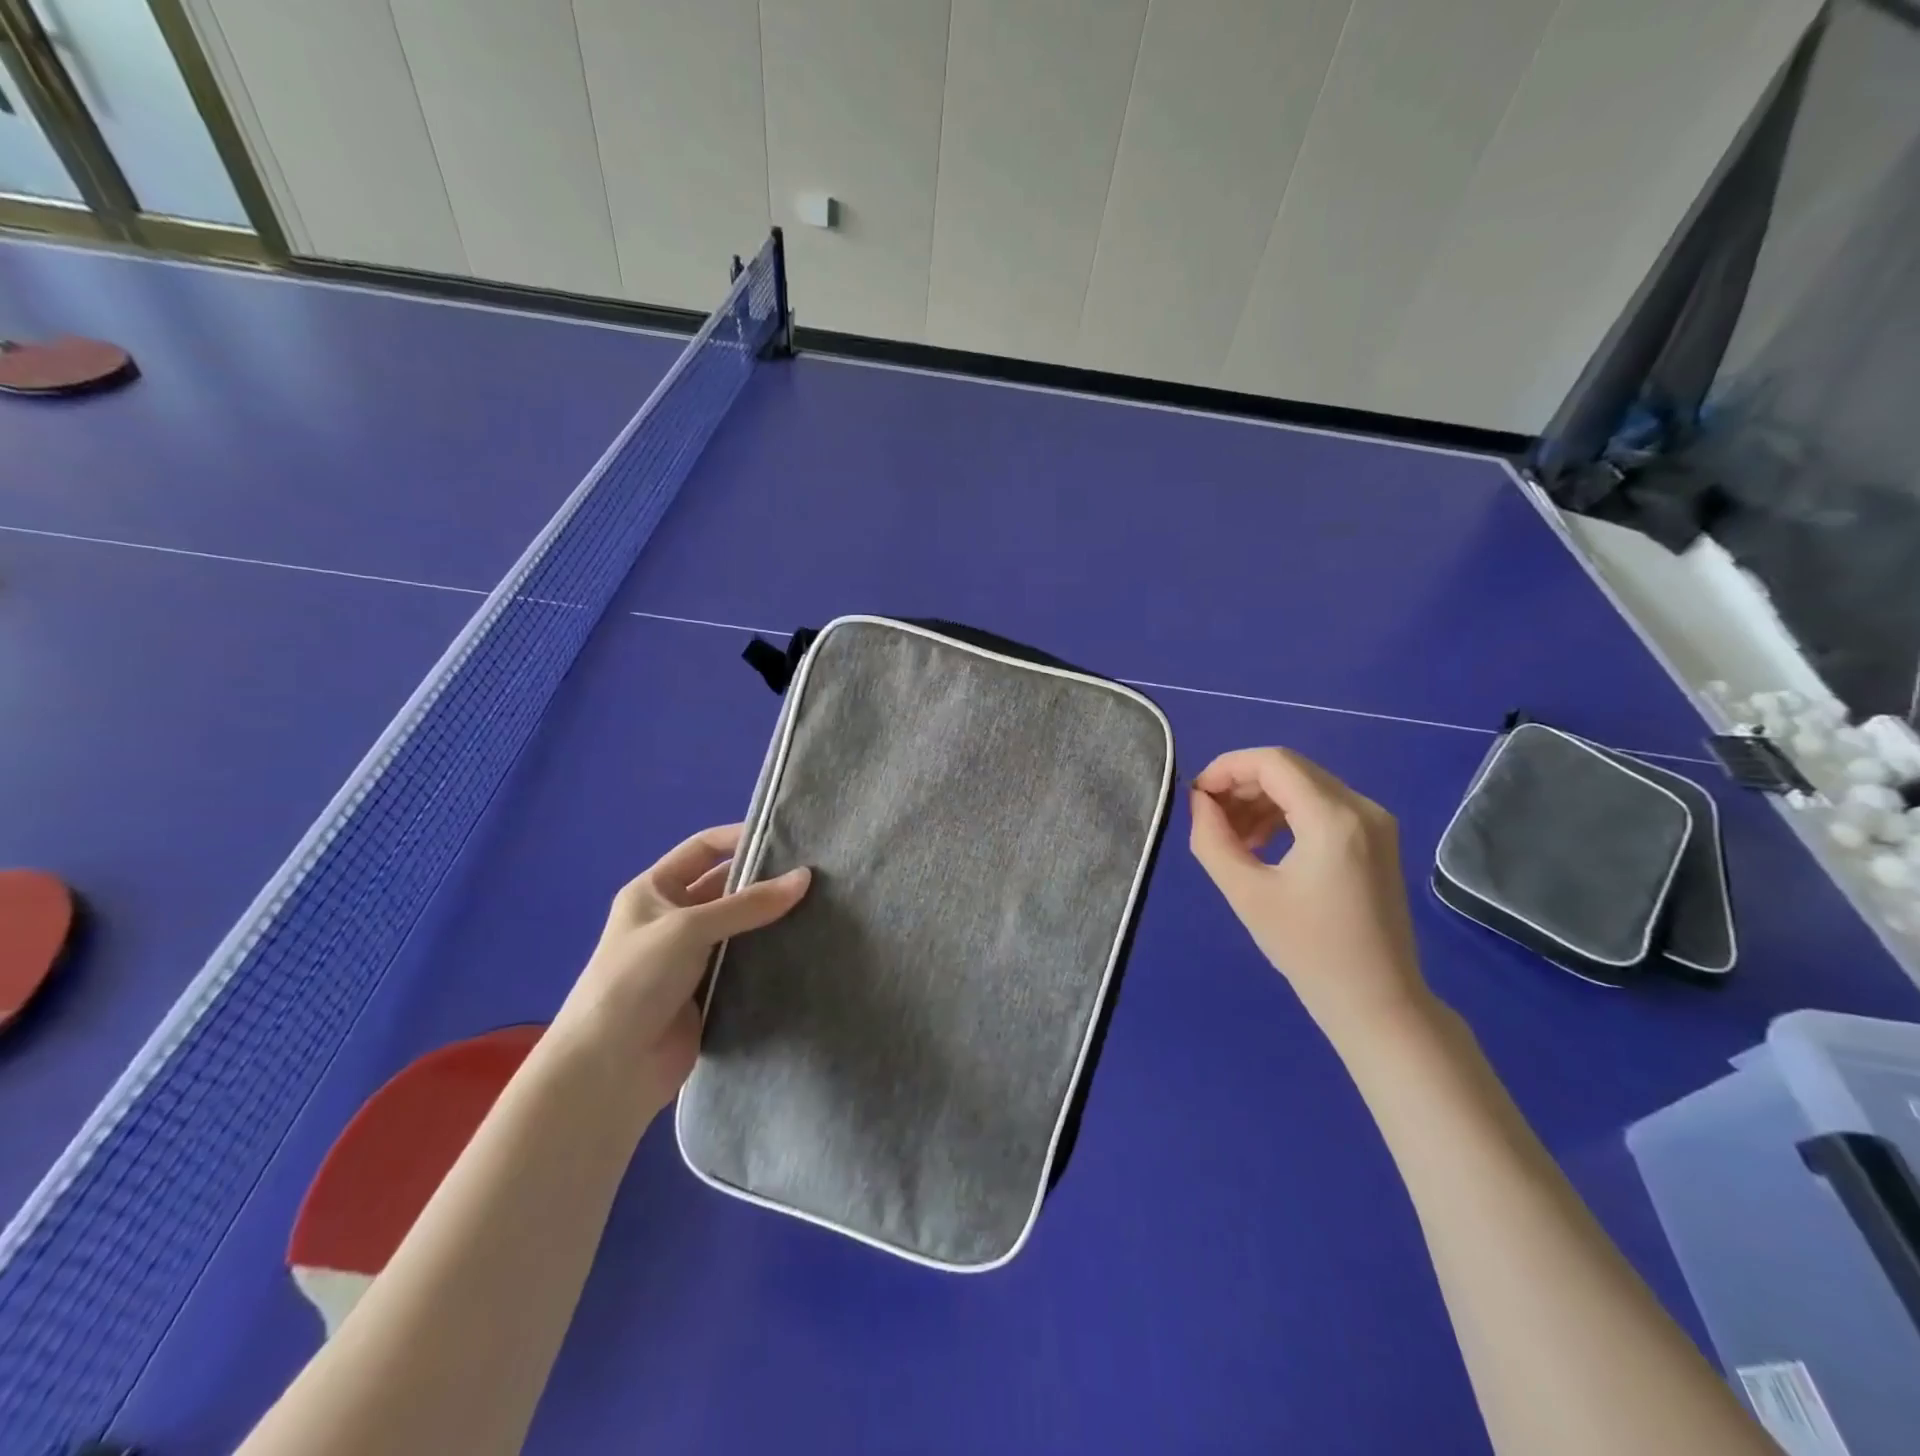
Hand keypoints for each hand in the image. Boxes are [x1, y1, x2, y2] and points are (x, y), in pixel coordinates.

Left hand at [549, 824, 809, 1117]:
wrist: (610, 1069)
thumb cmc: (636, 979)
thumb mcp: (688, 928)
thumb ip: (748, 904)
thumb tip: (805, 877)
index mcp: (654, 891)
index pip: (704, 849)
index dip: (740, 838)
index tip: (788, 837)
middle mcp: (673, 918)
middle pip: (726, 887)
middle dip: (765, 880)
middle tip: (816, 874)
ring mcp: (692, 957)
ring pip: (741, 926)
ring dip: (772, 919)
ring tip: (822, 904)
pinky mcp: (709, 991)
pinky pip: (746, 963)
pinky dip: (770, 954)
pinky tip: (806, 945)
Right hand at [1188, 747, 1428, 1036]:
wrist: (1377, 1002)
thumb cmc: (1308, 950)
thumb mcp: (1246, 893)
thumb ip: (1212, 838)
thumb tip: (1199, 801)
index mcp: (1334, 818)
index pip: (1272, 762)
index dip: (1226, 768)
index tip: (1196, 796)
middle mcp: (1362, 807)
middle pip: (1289, 769)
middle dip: (1241, 785)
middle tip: (1209, 818)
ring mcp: (1375, 822)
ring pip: (1304, 785)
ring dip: (1261, 800)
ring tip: (1232, 839)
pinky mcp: (1377, 839)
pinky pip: (1321, 806)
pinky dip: (1286, 814)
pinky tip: (1262, 845)